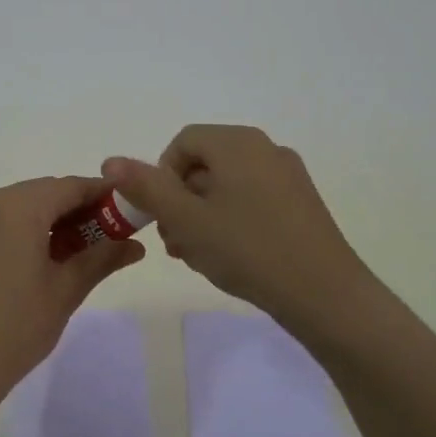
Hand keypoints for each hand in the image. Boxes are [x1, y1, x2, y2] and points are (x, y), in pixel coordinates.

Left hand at [0, 176, 145, 403]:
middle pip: (43, 194)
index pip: (69, 187)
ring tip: (81, 252)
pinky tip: (45, 259)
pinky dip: (26, 230)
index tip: (129, 209)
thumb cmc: (16, 327)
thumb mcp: (65, 290)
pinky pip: (0, 222)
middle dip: (78, 210)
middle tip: (110, 237)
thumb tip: (136, 245)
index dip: (102, 195)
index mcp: (15, 207)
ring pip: (21, 207)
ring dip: (52, 221)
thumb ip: (102, 257)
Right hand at [103, 125, 370, 328]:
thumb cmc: (247, 249)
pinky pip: (252, 200)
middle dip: (180, 201)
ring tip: (198, 256)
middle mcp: (265, 149)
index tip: (161, 215)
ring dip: (202, 216)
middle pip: (205, 164)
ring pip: (227, 186)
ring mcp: (288, 176)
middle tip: (175, 243)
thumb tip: (111, 160)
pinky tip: (230, 257)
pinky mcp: (301, 203)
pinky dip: (231, 221)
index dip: (161, 176)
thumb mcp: (186, 220)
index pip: (183, 142)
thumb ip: (146, 188)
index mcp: (237, 143)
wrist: (324, 294)